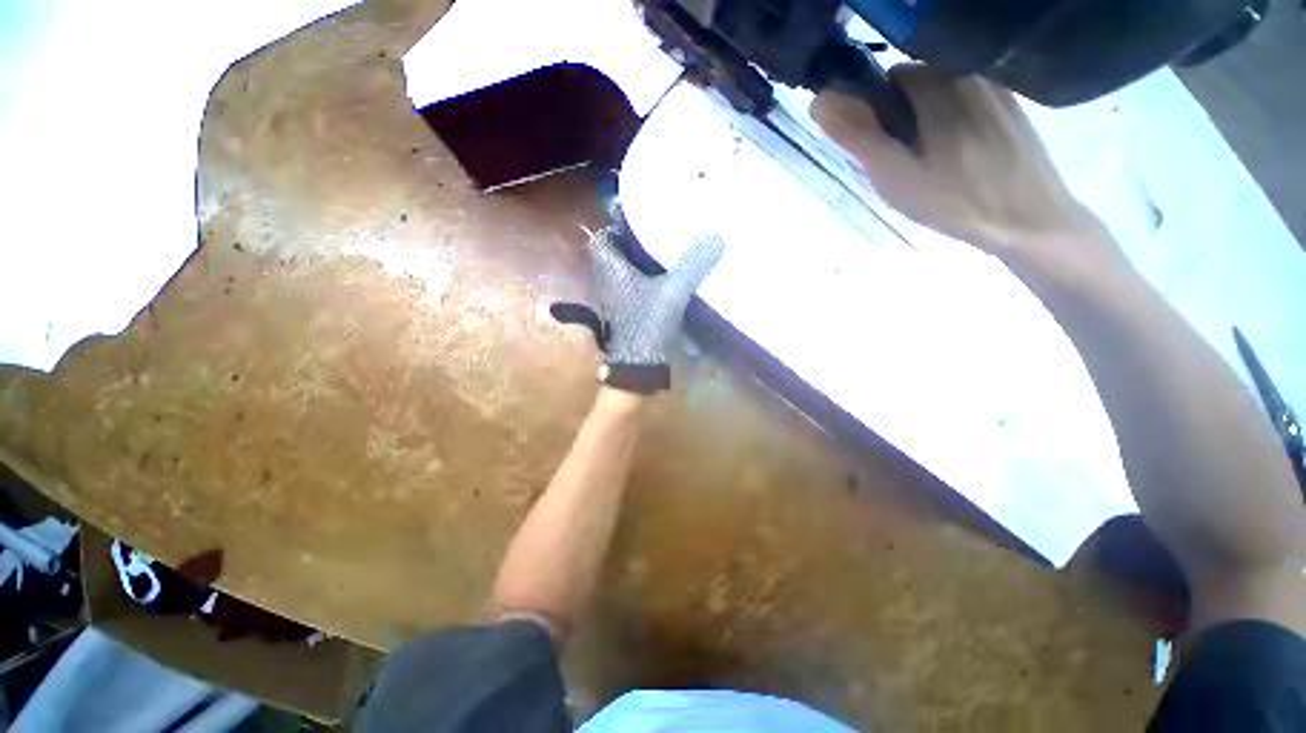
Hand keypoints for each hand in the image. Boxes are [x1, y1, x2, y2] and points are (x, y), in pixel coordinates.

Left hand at [553, 226, 723, 393]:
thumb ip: (692, 265)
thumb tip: (715, 237)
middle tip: (656, 232)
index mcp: (611, 269)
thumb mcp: (672, 291)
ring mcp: (617, 298)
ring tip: (664, 251)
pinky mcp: (628, 312)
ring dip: (640, 262)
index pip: (601, 239)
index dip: (615, 227)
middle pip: (615, 254)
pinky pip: (633, 288)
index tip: (637, 220)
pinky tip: (667, 280)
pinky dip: (646, 281)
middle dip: (632, 243)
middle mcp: (609, 281)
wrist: (638, 364)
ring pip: (625, 272)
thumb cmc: (646, 323)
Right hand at [812, 66, 1117, 269]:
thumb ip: (857, 136)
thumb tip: (820, 99)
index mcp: (937, 84)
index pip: (888, 78)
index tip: (882, 150)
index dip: (876, 113)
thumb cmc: (956, 201)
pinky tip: (961, 159)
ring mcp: (996, 87)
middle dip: (902, 116)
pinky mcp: (1013, 106)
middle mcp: (969, 72)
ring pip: (942, 94)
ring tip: (933, 166)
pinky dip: (955, 124)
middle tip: (906, 164)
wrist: (1030, 220)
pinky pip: (968, 104)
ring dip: (928, 120)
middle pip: (917, 84)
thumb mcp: (895, 175)